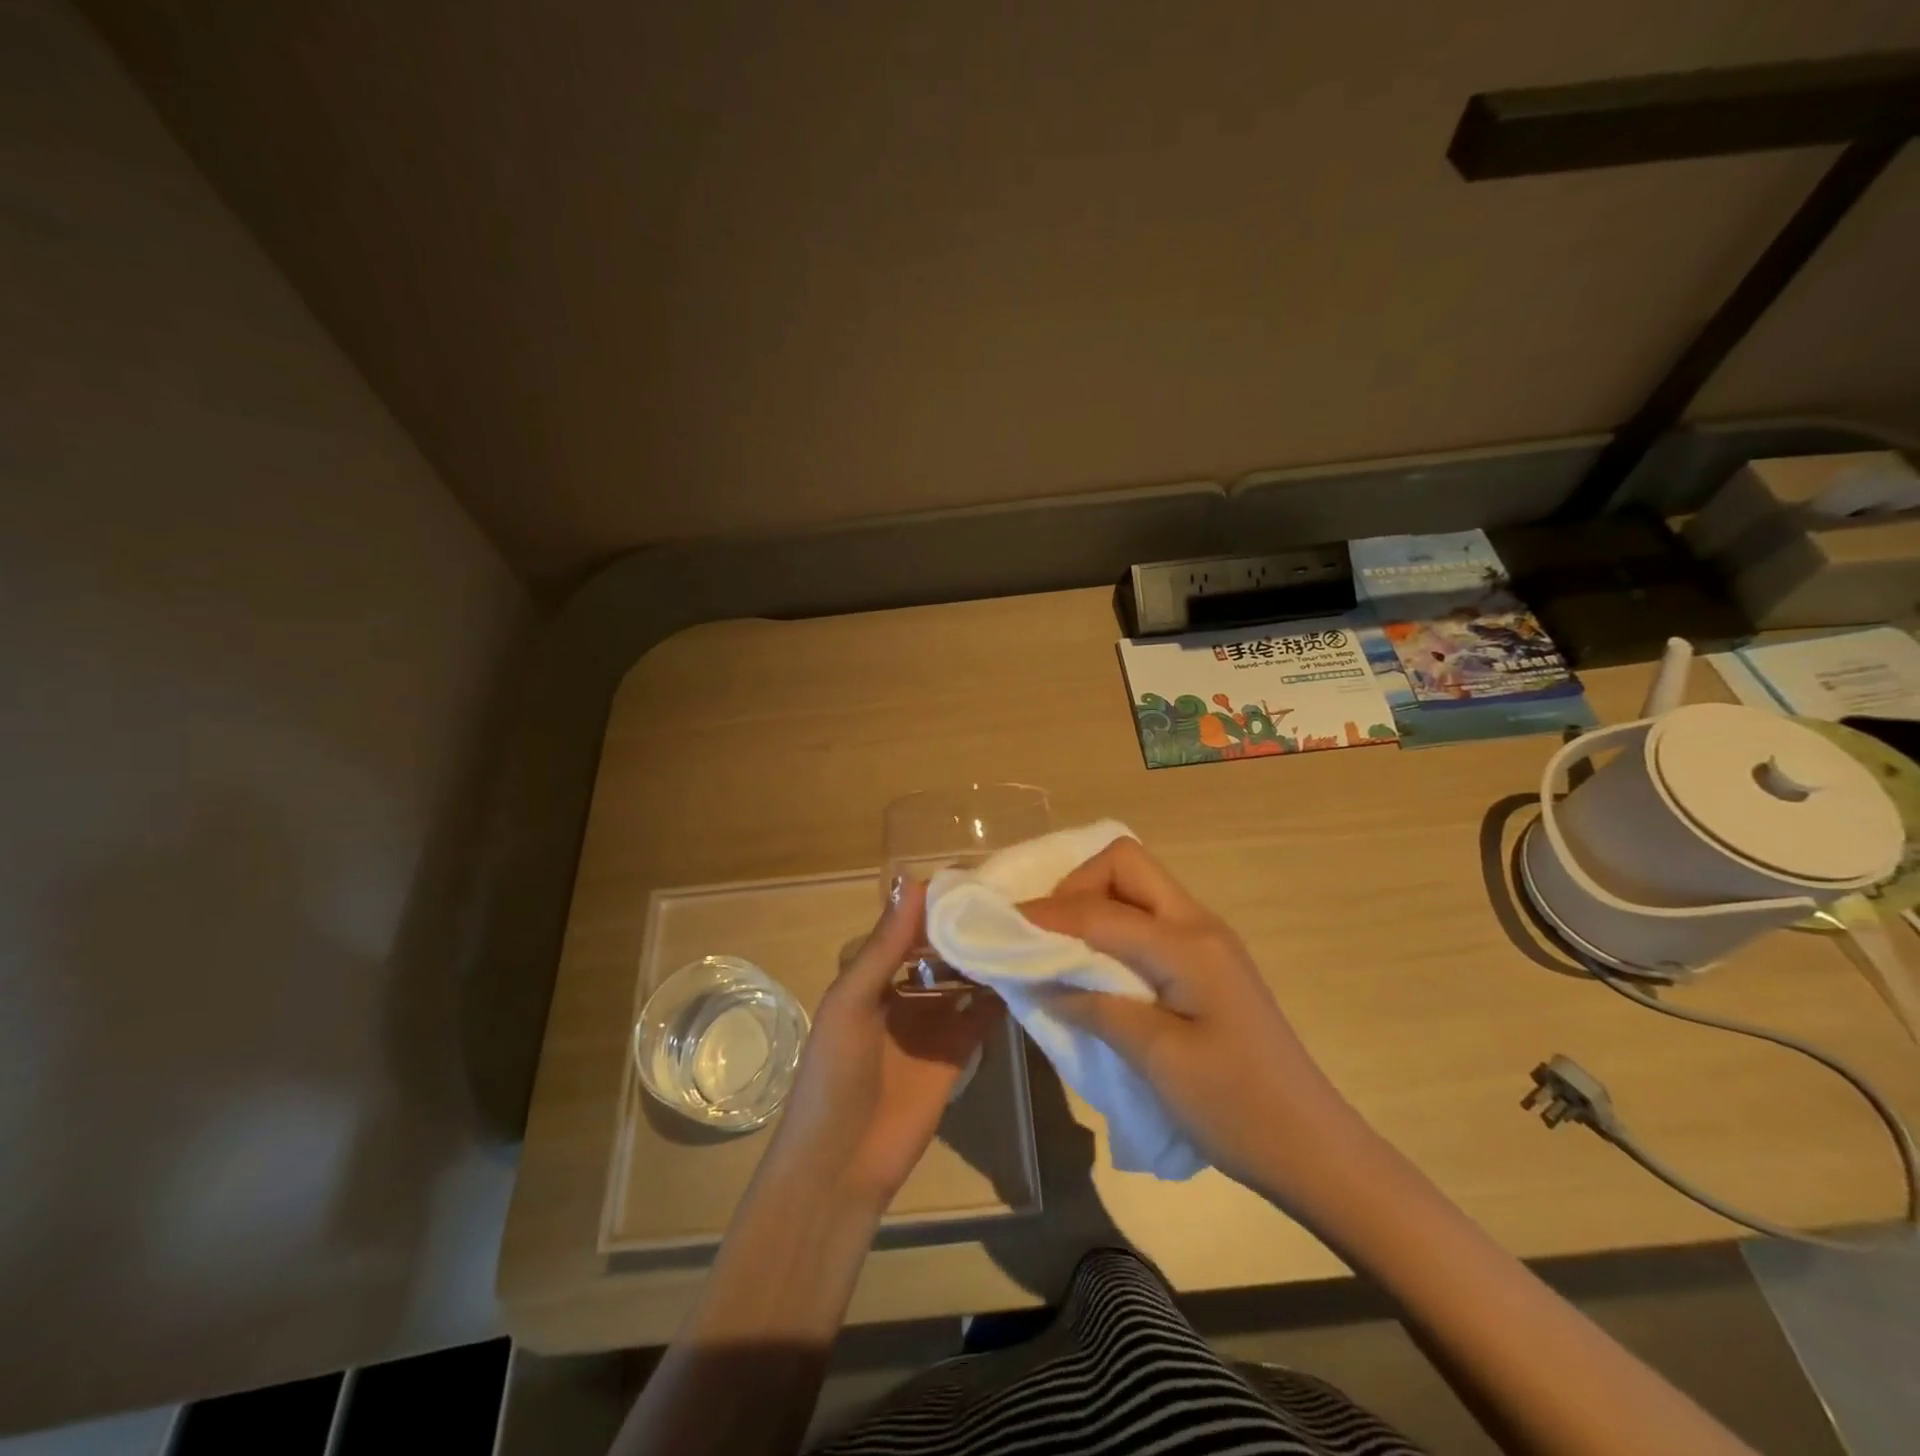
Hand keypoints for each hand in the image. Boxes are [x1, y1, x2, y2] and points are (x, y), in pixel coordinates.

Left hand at [760, 878, 1003, 1214]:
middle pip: (940, 951)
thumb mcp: (851, 1002)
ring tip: (1025, 930)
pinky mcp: (955, 1053)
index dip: (936, 904)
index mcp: (870, 975)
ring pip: (964, 980)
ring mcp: (930, 1023)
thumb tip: (912, 880)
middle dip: (968, 930)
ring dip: (986, 960)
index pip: (908, 926)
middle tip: (1013, 901)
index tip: (976, 878)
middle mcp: (902, 992)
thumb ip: (885, 946)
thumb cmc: (834, 1075)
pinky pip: (980, 1016)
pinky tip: (1026, 973)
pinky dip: (1000, 997)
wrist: (841, 1166)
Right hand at [1021, 837, 1365, 1198]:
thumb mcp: (1158, 1061)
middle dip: (1076, 886)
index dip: (1047, 915)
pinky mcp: (1207, 961)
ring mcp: (1207, 940)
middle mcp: (1199, 924)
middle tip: (1044, 932)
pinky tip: (1096, 964)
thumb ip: (1097, 1008)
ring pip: (1138, 886)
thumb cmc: (1237, 1109)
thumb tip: (1042, 980)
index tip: (1002, 927)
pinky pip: (1149, 918)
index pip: (1100, 910)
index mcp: (1188, 944)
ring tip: (1060, 945)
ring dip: (1094, 902)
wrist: (1314, 1148)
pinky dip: (1113, 925)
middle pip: (1125, 864)